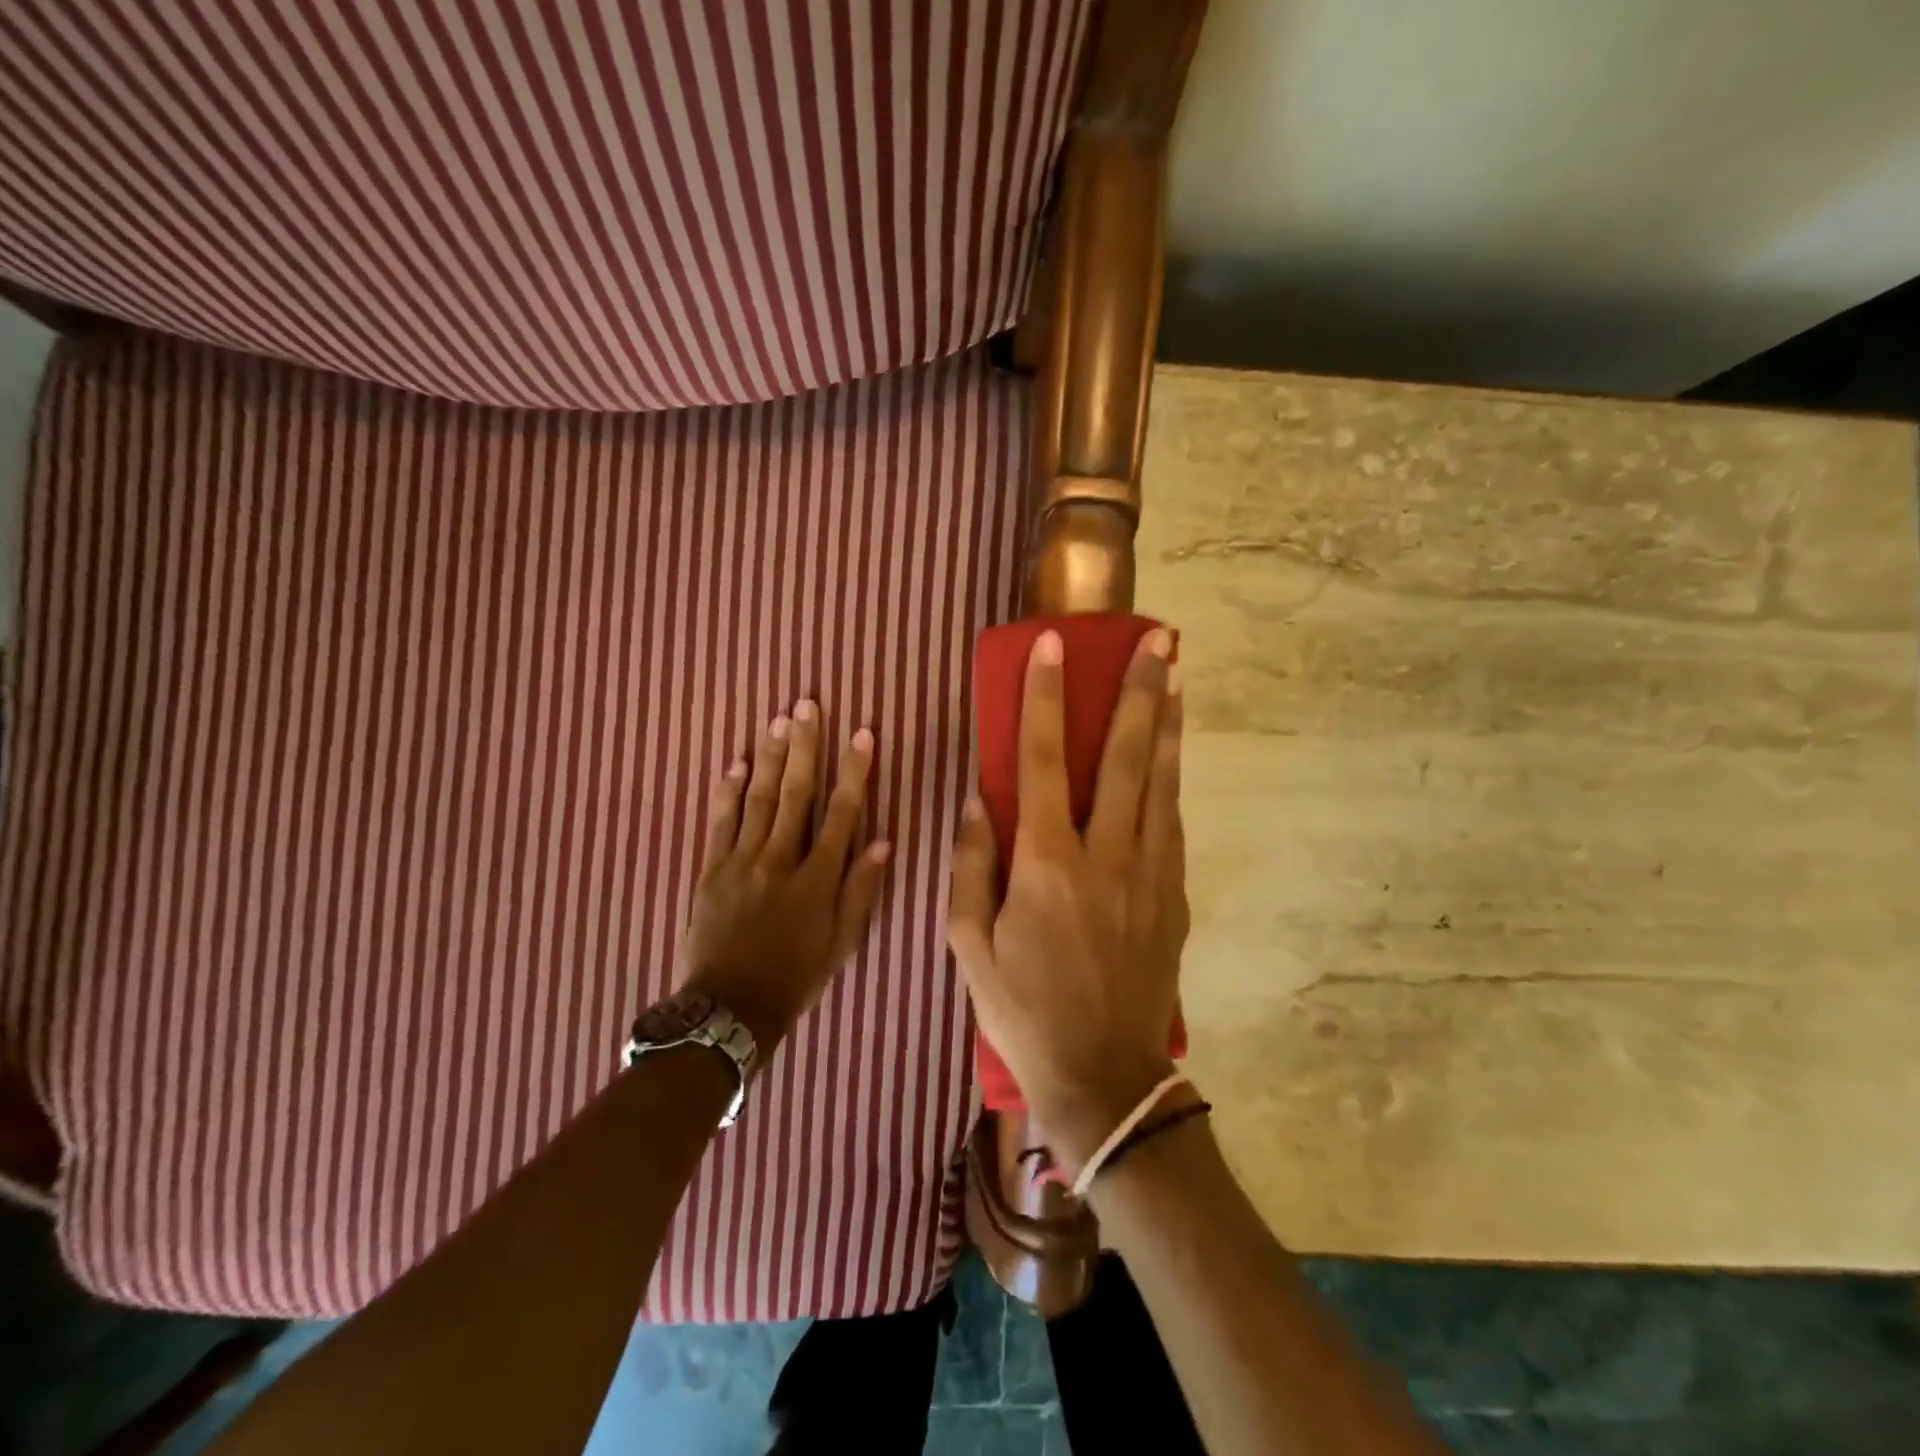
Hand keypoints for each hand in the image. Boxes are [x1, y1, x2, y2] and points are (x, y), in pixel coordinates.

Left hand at [678, 702, 891, 1054]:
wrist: (730, 1008)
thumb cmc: (796, 976)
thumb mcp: (842, 942)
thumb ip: (861, 891)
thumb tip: (882, 841)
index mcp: (817, 878)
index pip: (841, 813)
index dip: (853, 771)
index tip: (862, 734)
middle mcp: (779, 860)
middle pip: (795, 794)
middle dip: (804, 747)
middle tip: (807, 705)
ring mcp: (740, 862)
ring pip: (757, 800)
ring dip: (768, 757)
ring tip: (777, 721)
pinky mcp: (710, 870)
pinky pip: (719, 824)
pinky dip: (726, 792)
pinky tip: (733, 763)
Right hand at [947, 628, 1188, 1172]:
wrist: (1104, 1078)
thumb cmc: (1023, 1012)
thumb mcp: (970, 946)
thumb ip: (971, 866)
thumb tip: (977, 801)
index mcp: (1048, 864)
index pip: (1044, 760)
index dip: (1046, 697)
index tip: (1052, 645)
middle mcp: (1107, 855)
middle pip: (1128, 756)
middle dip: (1140, 691)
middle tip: (1158, 639)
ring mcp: (1150, 874)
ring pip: (1163, 782)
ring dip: (1169, 724)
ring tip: (1178, 675)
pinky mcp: (1173, 896)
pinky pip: (1172, 822)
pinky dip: (1172, 778)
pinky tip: (1173, 753)